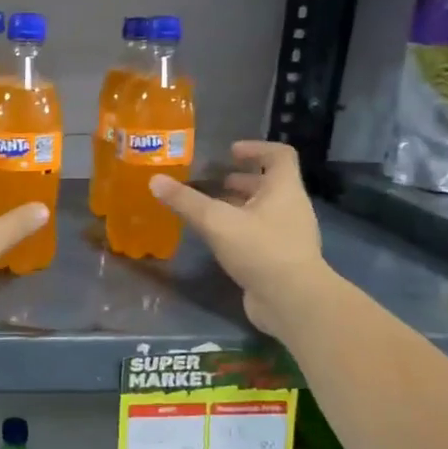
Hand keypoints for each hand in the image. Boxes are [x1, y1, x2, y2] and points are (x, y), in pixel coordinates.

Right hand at [151, 140, 330, 338]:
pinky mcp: (280, 258)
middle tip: (211, 181)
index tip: (230, 151)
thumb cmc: (260, 249)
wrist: (292, 300)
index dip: (256, 148)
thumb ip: (186, 201)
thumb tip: (155, 180)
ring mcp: (288, 235)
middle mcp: (290, 207)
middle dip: (240, 180)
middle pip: (268, 184)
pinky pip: (259, 234)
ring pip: (262, 210)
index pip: (279, 155)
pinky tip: (216, 239)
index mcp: (284, 189)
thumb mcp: (217, 221)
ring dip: (237, 206)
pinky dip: (239, 229)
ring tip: (208, 209)